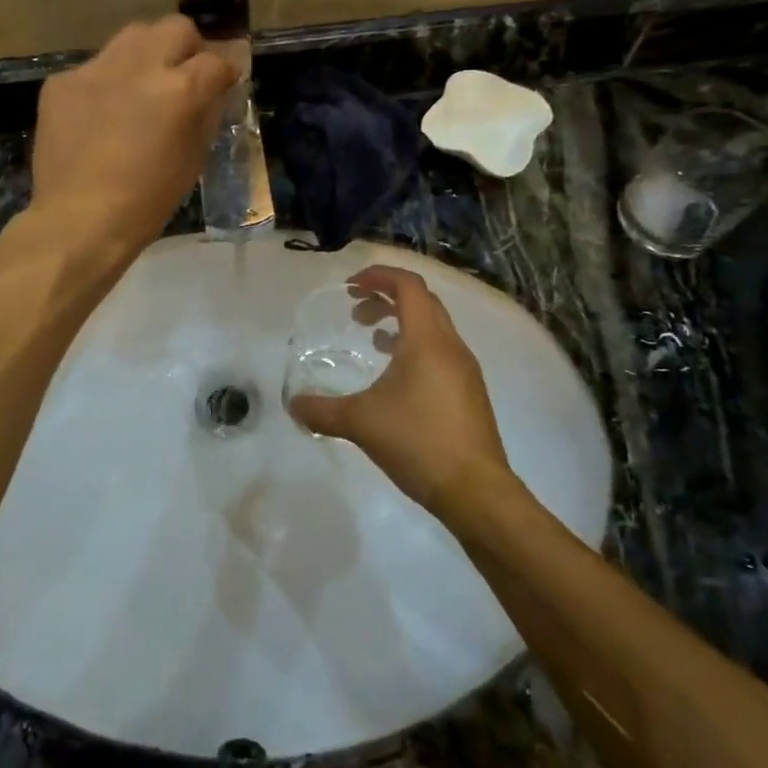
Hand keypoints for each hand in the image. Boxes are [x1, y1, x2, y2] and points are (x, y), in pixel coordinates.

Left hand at [30, 16, 237, 253]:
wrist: (80, 220)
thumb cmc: (148, 201)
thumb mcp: (193, 159)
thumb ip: (206, 113)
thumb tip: (213, 88)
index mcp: (179, 90)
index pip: (216, 59)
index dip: (224, 70)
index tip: (222, 81)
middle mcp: (139, 67)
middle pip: (175, 28)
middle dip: (187, 47)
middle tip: (183, 74)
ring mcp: (96, 69)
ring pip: (132, 37)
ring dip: (146, 55)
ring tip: (141, 87)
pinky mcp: (62, 81)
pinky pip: (94, 67)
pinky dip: (106, 83)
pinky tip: (101, 114)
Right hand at [288, 266, 512, 516]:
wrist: (475, 491)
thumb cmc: (417, 442)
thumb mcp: (360, 423)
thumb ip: (321, 410)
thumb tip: (293, 405)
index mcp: (427, 340)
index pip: (408, 285)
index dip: (379, 276)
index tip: (350, 286)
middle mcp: (451, 346)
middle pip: (422, 301)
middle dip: (386, 298)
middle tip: (356, 313)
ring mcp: (465, 369)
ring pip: (434, 327)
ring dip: (402, 322)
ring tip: (372, 338)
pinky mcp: (470, 391)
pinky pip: (441, 351)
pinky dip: (415, 347)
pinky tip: (396, 377)